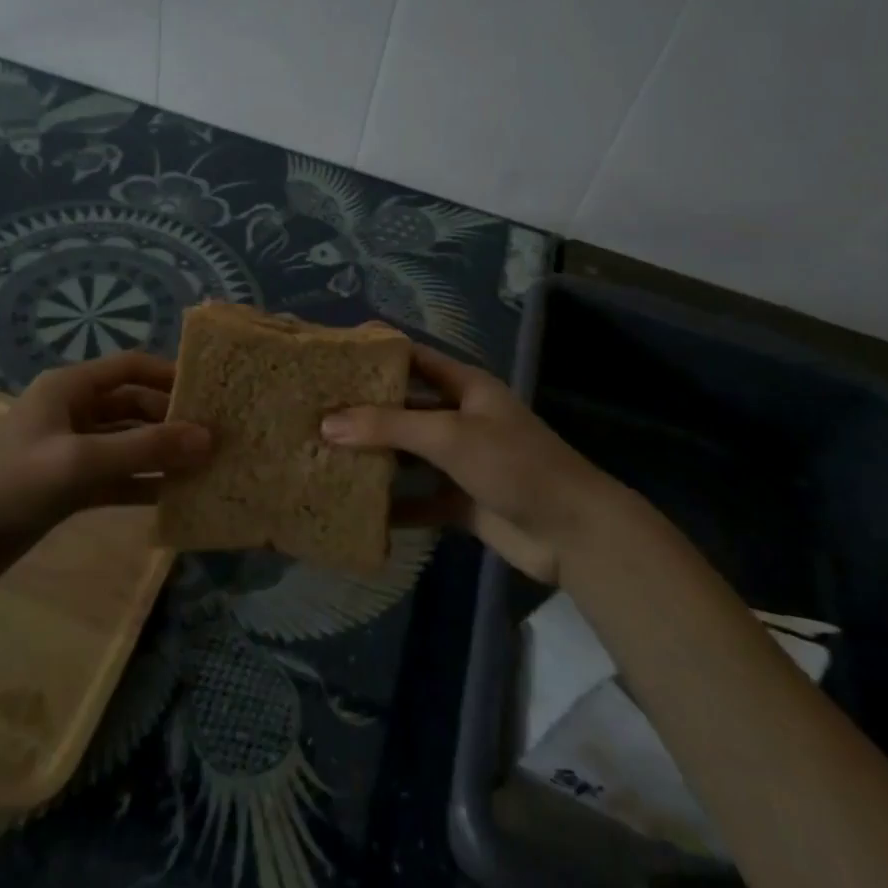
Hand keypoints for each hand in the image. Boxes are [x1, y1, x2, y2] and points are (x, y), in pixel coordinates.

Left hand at [0, 352, 210, 595]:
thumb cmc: (11, 485)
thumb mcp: (80, 462)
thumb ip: (145, 449)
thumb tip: (208, 438)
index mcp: (70, 388)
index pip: (131, 367)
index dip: (170, 374)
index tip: (211, 392)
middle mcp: (74, 411)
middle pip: (135, 405)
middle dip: (172, 419)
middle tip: (216, 436)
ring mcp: (72, 449)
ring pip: (129, 443)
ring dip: (162, 453)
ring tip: (206, 466)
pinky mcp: (70, 484)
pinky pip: (118, 476)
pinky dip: (144, 483)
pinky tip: (175, 496)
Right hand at [322, 345, 613, 584]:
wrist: (573, 533)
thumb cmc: (514, 465)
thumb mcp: (449, 436)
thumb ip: (389, 427)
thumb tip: (326, 423)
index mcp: (464, 387)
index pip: (413, 358)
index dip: (376, 354)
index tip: (332, 358)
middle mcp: (460, 418)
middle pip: (405, 407)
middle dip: (365, 411)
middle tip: (314, 412)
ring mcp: (462, 461)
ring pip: (409, 454)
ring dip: (375, 458)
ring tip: (323, 457)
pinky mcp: (462, 501)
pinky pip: (419, 499)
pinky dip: (394, 506)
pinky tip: (357, 511)